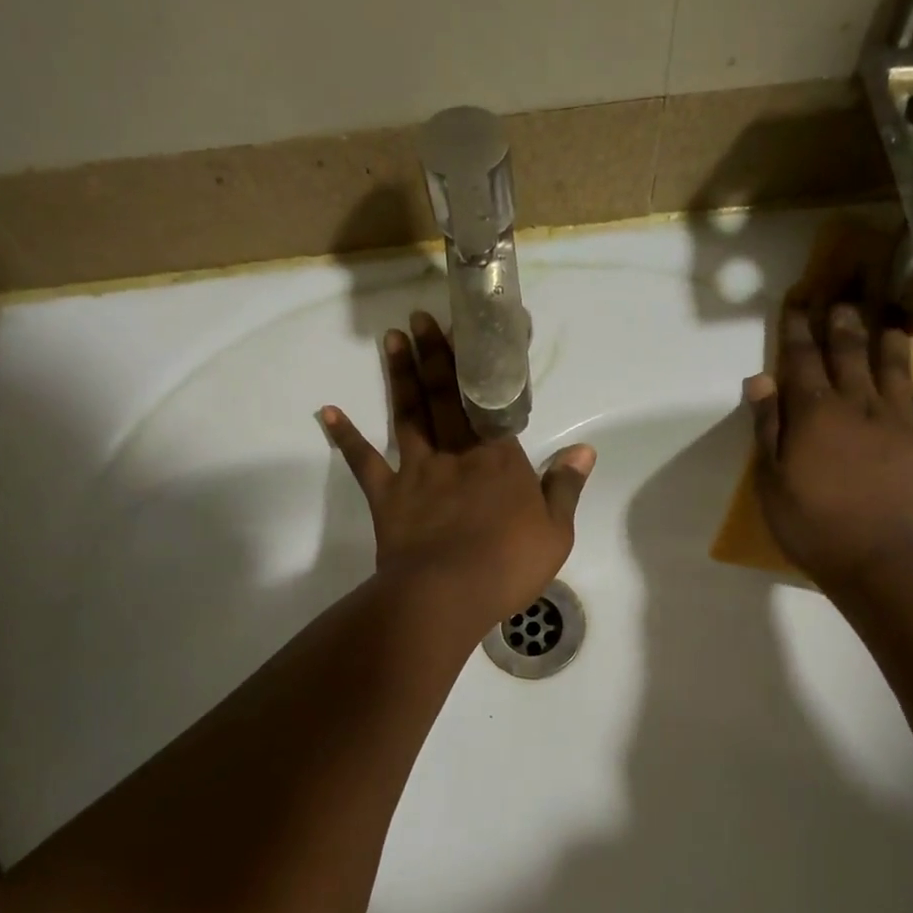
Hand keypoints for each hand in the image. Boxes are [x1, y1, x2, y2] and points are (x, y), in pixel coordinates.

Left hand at [321, 312, 594, 636]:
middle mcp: (457, 454)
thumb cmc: (508, 564)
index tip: (474, 332)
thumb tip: (585, 450)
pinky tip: (328, 411)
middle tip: (420, 317)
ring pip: (408, 416)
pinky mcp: (388, 496)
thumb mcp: (555, 531)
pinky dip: (346, 436)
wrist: (448, 594)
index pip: (492, 403)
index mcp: (499, 459)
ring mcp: (417, 472)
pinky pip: (364, 462)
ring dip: (400, 377)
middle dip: (435, 355)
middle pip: (446, 397)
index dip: (484, 368)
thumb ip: (565, 487)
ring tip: (390, 339)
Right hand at [744, 301, 912, 594]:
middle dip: (842, 322)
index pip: (802, 360)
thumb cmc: (811, 524)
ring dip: (890, 336)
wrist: (875, 559)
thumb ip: (767, 427)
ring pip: (895, 366)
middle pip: (849, 353)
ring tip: (890, 314)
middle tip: (842, 297)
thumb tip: (761, 379)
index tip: (797, 302)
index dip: (797, 329)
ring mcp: (899, 420)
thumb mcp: (771, 480)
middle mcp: (858, 404)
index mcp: (815, 413)